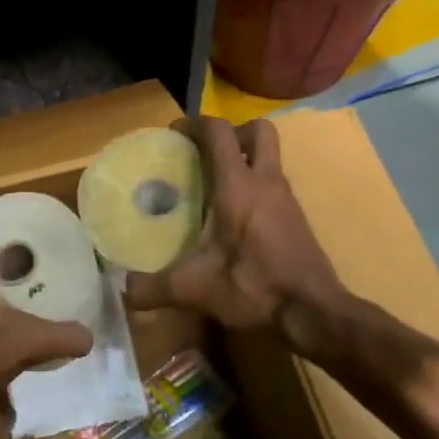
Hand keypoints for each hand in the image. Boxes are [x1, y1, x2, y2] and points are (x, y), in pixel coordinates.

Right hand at [127, 117, 350, 356]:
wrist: (314, 314)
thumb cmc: (254, 289)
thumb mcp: (195, 290)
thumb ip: (153, 288)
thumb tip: (124, 290)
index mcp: (238, 187)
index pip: (219, 133)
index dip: (195, 124)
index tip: (173, 134)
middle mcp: (266, 183)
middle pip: (257, 131)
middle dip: (231, 133)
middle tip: (205, 153)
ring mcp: (286, 199)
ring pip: (269, 157)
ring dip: (244, 158)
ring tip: (213, 185)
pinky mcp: (296, 218)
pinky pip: (273, 183)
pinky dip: (254, 185)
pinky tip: (234, 217)